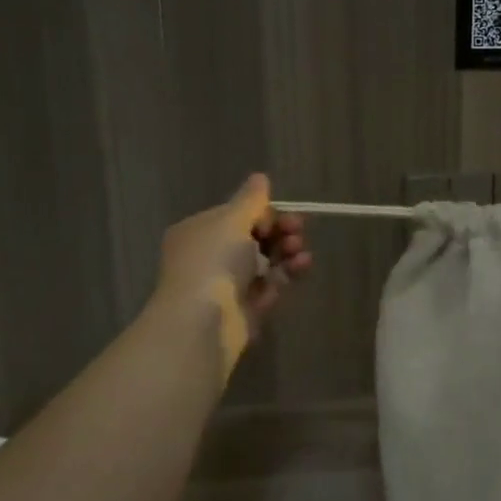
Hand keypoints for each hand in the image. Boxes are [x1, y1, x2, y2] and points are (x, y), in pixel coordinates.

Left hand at [155, 175, 311, 351]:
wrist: (203, 322)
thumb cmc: (213, 262)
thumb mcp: (232, 220)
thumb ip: (251, 199)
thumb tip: (260, 177)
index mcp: (199, 232)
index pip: (236, 215)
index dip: (261, 213)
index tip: (278, 215)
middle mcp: (210, 256)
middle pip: (253, 237)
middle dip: (279, 231)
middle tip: (297, 229)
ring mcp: (228, 284)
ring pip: (265, 261)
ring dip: (287, 251)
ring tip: (300, 251)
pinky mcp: (245, 308)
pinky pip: (270, 286)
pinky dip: (286, 274)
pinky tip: (301, 267)